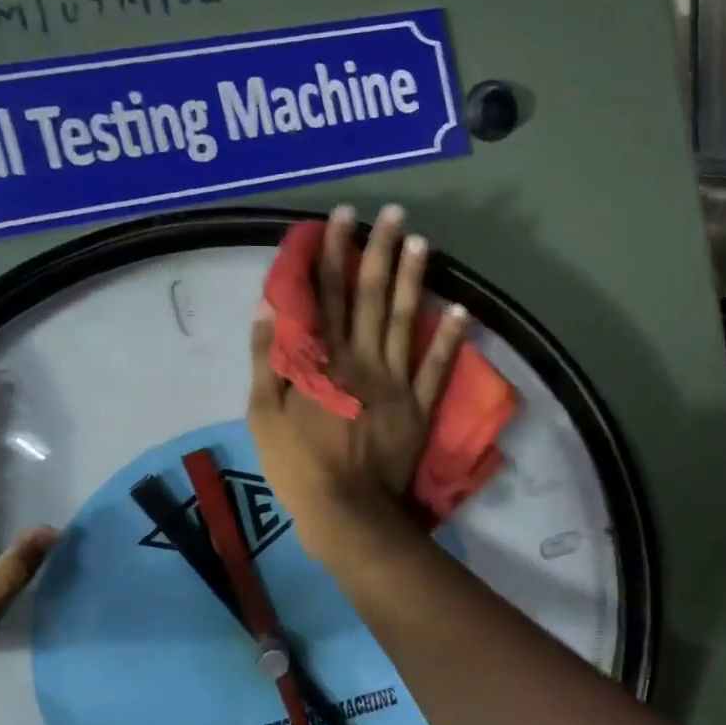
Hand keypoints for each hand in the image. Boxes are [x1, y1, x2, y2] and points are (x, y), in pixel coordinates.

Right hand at [248, 204, 464, 559]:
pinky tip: (461, 309)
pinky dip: (450, 339)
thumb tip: (269, 311)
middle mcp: (363, 360)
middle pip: (371, 297)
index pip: (325, 294)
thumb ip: (268, 361)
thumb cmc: (297, 465)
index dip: (332, 252)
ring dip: (414, 279)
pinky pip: (437, 367)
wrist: (346, 511)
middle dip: (380, 252)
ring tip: (422, 241)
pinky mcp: (419, 407)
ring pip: (406, 321)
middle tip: (392, 213)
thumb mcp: (263, 416)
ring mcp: (396, 382)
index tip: (341, 216)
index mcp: (324, 360)